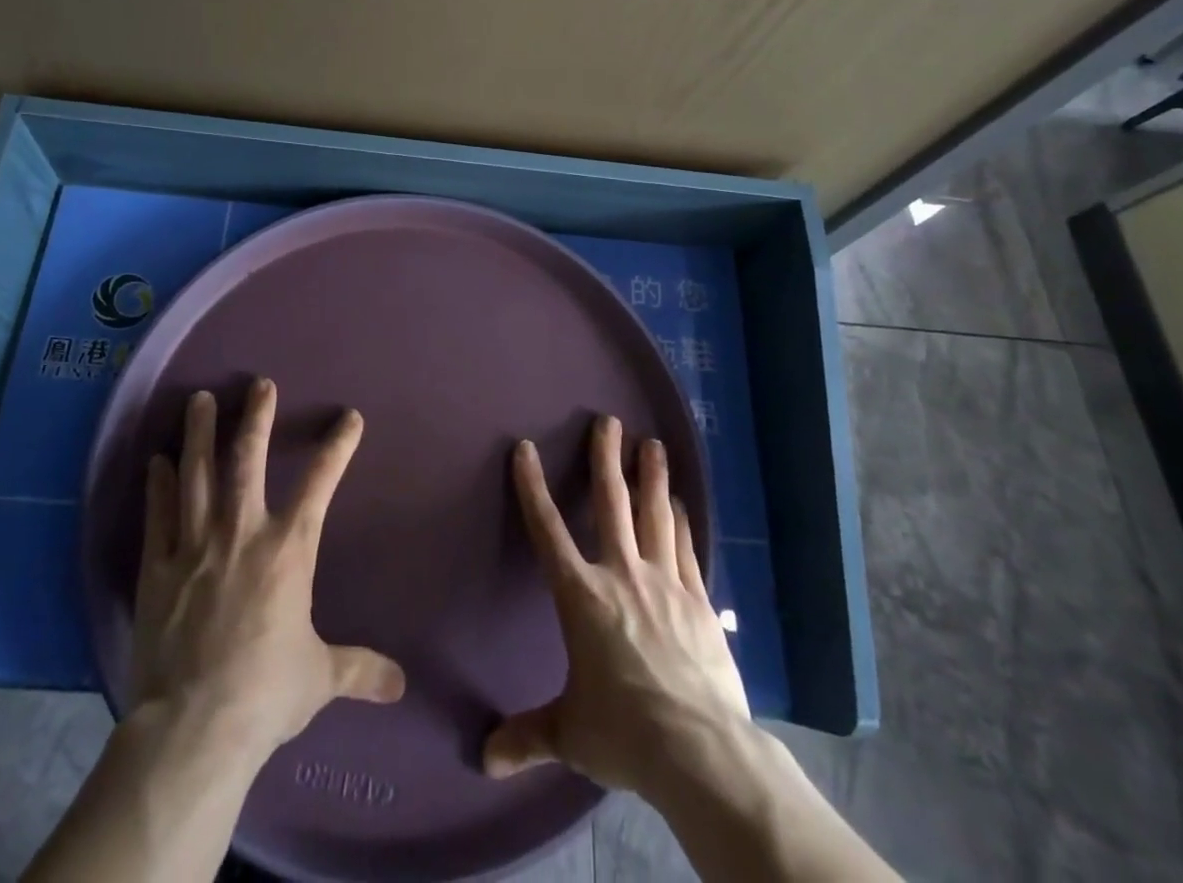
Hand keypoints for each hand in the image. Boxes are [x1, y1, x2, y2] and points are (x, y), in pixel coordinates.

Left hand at [128, 379, 406, 762]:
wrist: (194, 729)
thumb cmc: (265, 693)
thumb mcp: (320, 678)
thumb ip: (360, 670)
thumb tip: (400, 684)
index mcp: (287, 550)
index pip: (320, 484)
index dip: (338, 447)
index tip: (350, 418)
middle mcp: (241, 533)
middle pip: (247, 460)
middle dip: (255, 418)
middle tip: (258, 384)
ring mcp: (194, 546)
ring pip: (196, 475)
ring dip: (199, 434)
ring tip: (199, 400)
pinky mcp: (157, 569)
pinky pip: (158, 515)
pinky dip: (158, 485)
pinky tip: (157, 460)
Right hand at [483, 415, 750, 795]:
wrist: (699, 750)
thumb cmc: (624, 732)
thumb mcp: (570, 733)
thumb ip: (528, 737)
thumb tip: (484, 761)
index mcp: (581, 596)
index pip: (547, 530)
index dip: (532, 487)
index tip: (525, 449)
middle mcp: (621, 574)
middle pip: (612, 504)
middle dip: (607, 459)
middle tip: (609, 420)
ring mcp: (664, 583)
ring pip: (655, 515)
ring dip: (652, 477)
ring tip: (652, 444)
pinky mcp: (698, 601)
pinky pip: (685, 549)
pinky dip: (681, 522)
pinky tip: (682, 504)